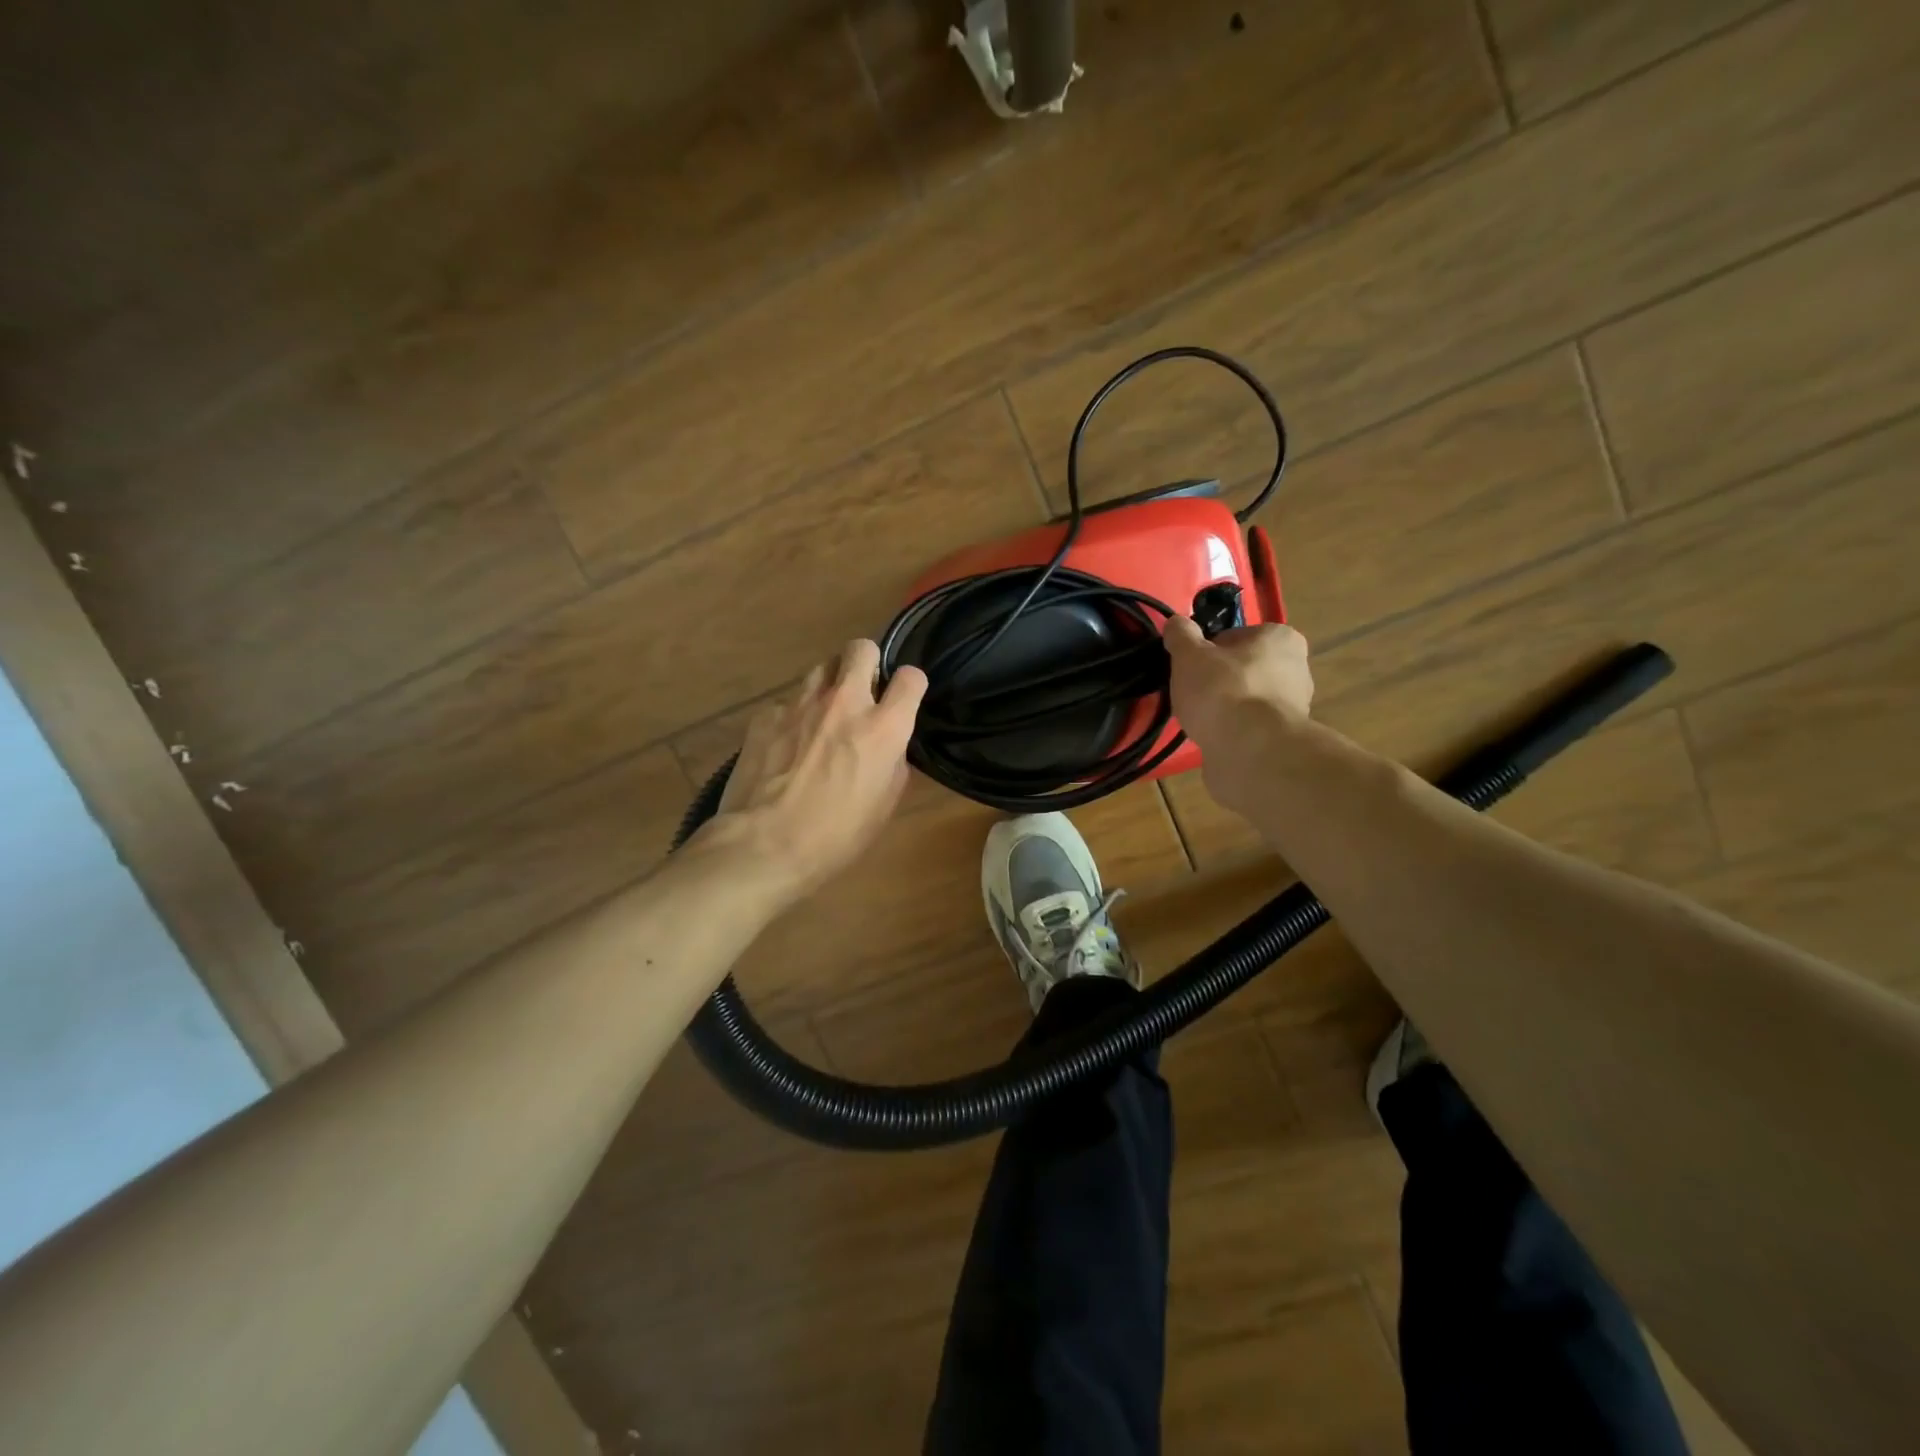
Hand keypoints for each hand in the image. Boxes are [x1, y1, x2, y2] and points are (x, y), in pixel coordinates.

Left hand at [695, 640, 927, 903]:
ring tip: (823, 717)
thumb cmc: (837, 835)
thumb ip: (893, 761)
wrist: (765, 845)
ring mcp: (800, 704)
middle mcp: (844, 702)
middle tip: (862, 692)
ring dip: (829, 686)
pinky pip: (787, 702)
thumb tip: (888, 745)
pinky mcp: (766, 715)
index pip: (911, 677)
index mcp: (883, 727)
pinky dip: (793, 717)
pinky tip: (787, 745)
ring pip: (821, 668)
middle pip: (861, 648)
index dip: (910, 685)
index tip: (903, 699)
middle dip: (866, 663)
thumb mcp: (884, 804)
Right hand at [1163, 616, 1314, 812]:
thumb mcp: (1189, 655)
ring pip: (1247, 699)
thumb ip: (1181, 635)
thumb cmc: (1222, 690)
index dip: (1208, 651)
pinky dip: (1233, 730)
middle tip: (1193, 693)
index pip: (1236, 636)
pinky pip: (1250, 726)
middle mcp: (1297, 668)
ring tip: (1201, 719)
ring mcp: (1294, 706)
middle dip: (1219, 679)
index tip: (1191, 667)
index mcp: (1281, 638)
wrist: (1249, 750)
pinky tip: (1215, 737)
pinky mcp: (1284, 738)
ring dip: (1226, 706)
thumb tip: (1176, 622)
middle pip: (1244, 668)